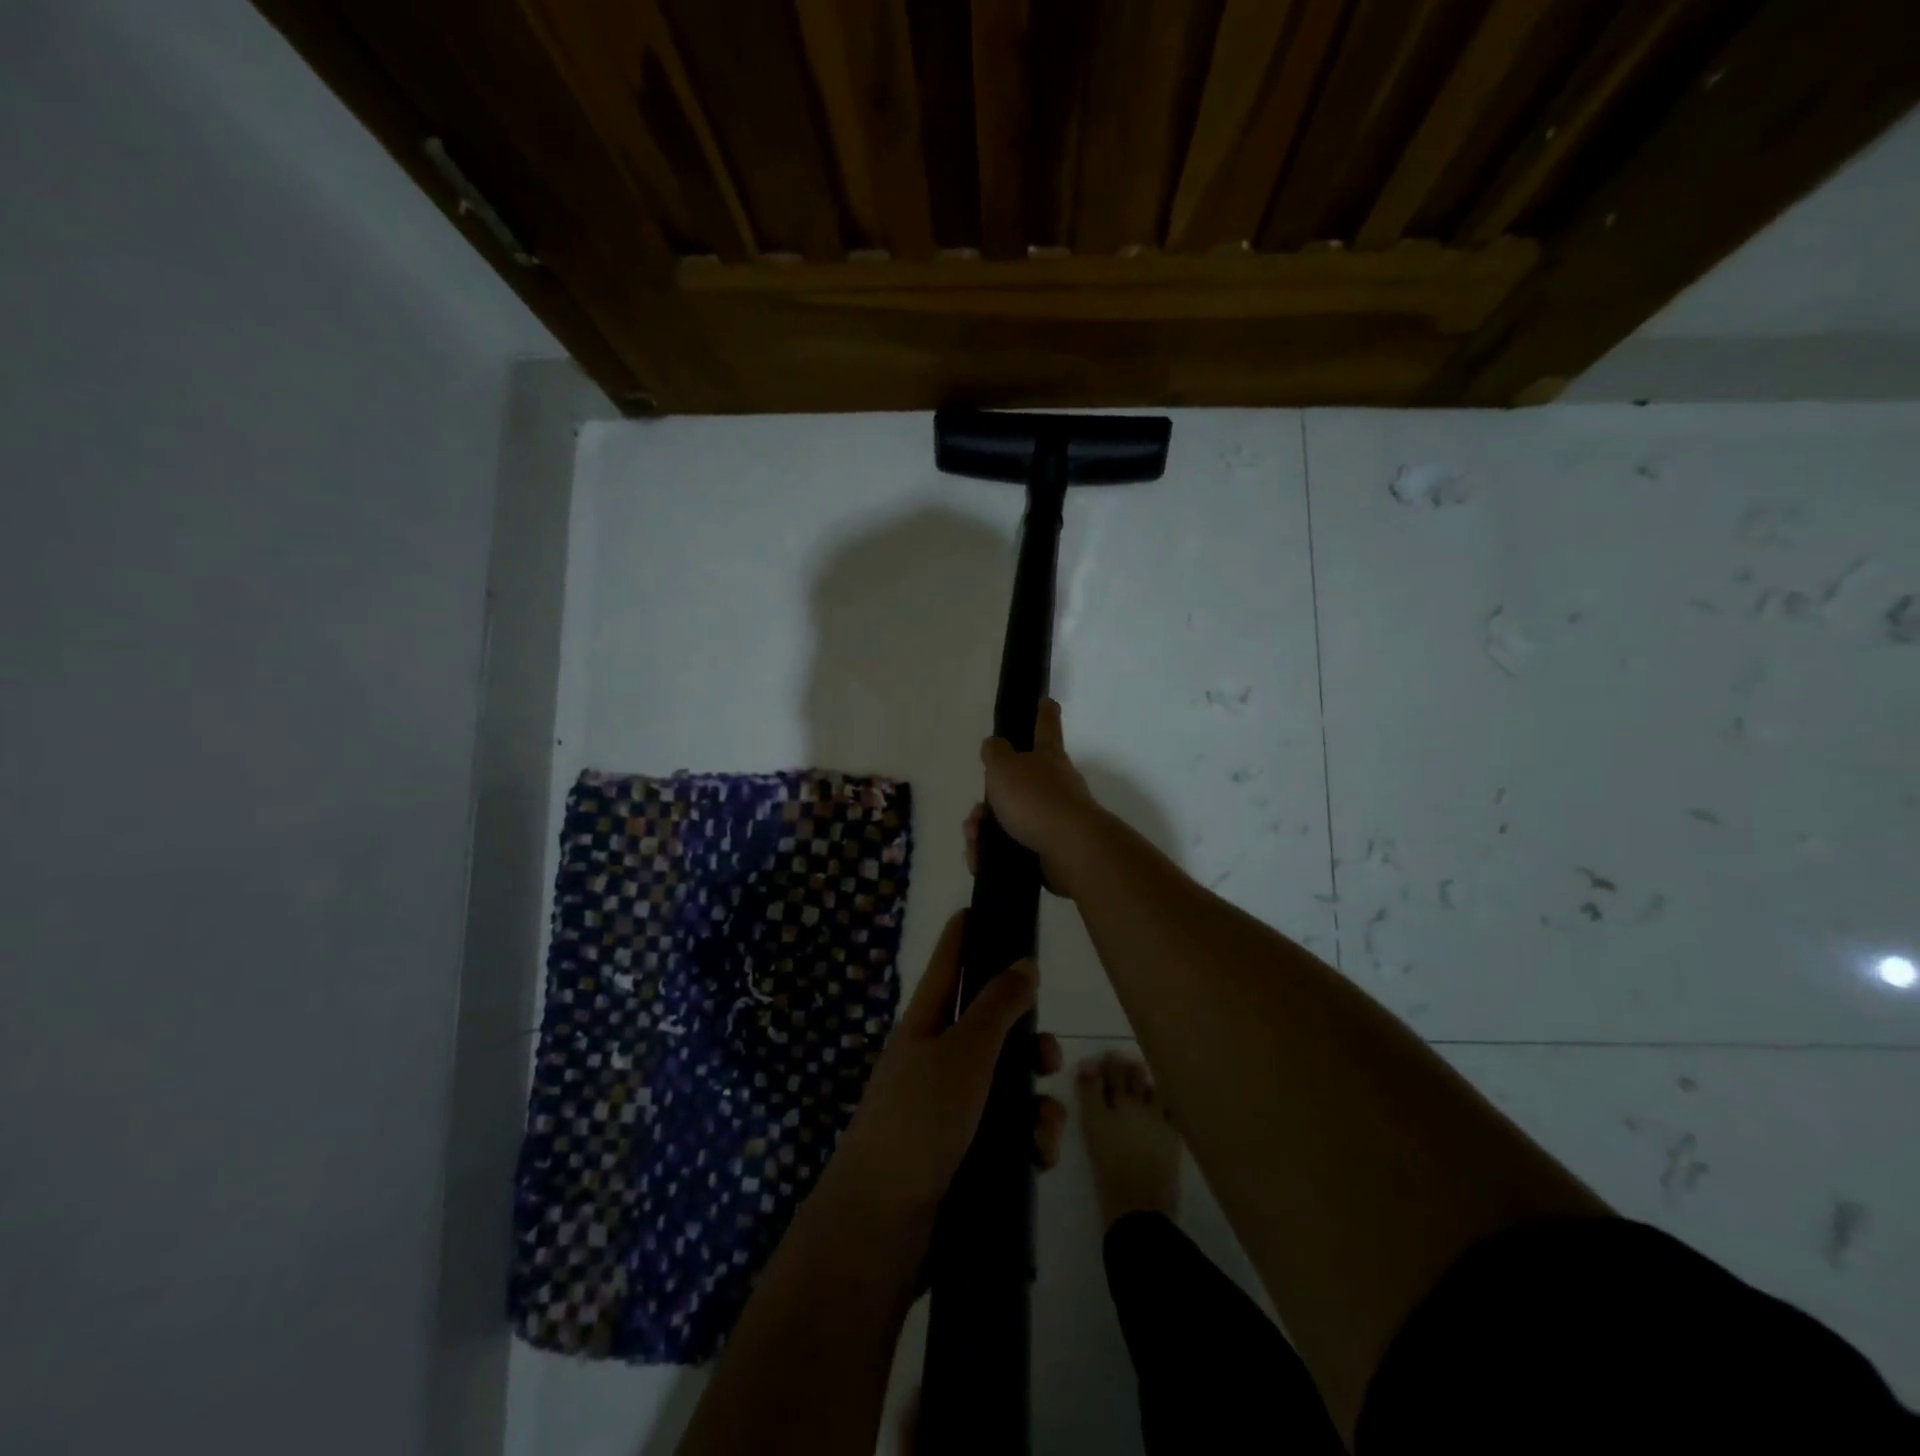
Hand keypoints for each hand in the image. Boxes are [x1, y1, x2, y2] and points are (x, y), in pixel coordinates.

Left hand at [829, 912, 1067, 1219]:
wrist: (882, 1226)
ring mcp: (945, 1111)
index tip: (980, 907)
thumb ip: (998, 1007)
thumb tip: (1023, 962)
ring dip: (1034, 1099)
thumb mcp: (964, 1052)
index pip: (947, 966)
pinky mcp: (961, 1155)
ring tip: (1044, 1124)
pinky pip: (1004, 1131)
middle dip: (1026, 1038)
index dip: (963, 936)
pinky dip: (1026, 1139)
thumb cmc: (920, 1120)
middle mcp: (933, 1061)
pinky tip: (1038, 1155)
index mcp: (924, 1026)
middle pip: (987, 1029)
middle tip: (1050, 1052)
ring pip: (1004, 1084)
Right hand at [973, 698, 1100, 894]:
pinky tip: (979, 859)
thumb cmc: (1035, 799)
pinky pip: (1013, 849)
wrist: (1070, 850)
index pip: (1046, 727)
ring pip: (1011, 819)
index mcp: (1048, 758)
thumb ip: (995, 753)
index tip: (1047, 700)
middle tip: (975, 814)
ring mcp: (1056, 819)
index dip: (1043, 712)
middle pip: (1019, 784)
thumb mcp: (1004, 767)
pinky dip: (992, 853)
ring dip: (985, 828)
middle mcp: (1057, 785)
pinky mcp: (1051, 851)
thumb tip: (994, 745)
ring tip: (974, 839)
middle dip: (992, 799)